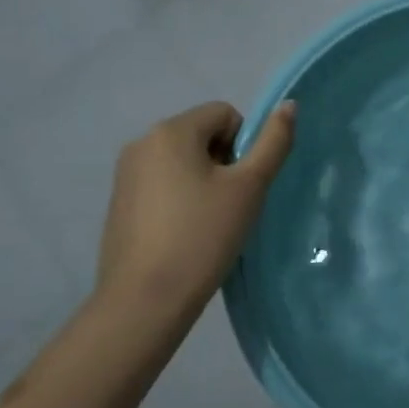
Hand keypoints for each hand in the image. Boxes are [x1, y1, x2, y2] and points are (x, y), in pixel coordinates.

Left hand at [94, 101, 296, 314]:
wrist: (144, 302)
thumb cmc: (203, 236)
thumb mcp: (250, 186)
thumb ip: (274, 141)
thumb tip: (289, 105)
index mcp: (171, 131)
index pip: (225, 114)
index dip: (244, 145)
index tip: (243, 184)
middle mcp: (142, 142)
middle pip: (202, 134)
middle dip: (224, 162)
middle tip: (230, 204)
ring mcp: (125, 174)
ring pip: (182, 160)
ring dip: (203, 180)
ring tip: (209, 222)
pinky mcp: (119, 203)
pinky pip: (162, 183)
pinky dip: (180, 199)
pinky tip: (185, 234)